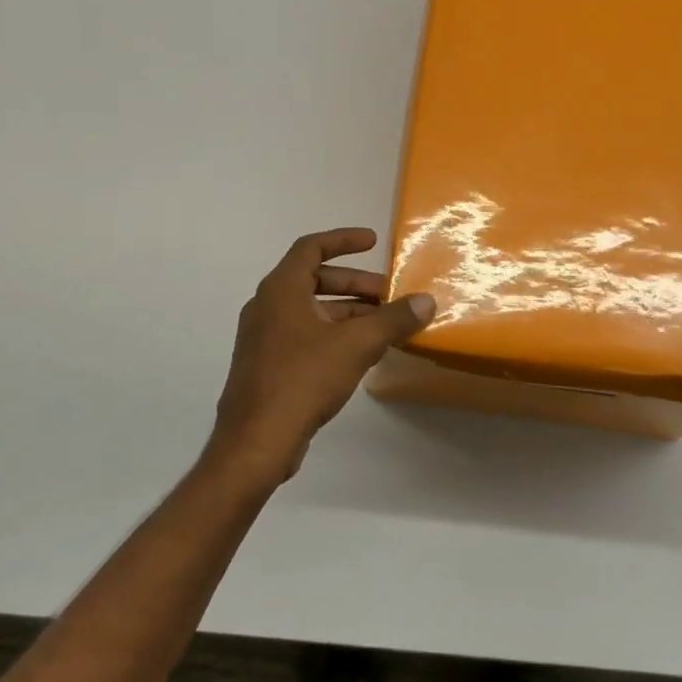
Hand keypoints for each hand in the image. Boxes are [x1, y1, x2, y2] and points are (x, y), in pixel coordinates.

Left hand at [208, 228, 435, 487]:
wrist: (256, 442)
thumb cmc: (302, 380)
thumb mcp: (356, 346)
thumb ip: (392, 320)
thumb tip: (426, 301)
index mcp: (281, 289)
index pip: (312, 247)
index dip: (344, 240)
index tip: (374, 242)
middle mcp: (267, 306)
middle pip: (314, 279)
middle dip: (355, 284)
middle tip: (389, 295)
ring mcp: (264, 337)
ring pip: (311, 310)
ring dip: (348, 312)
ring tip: (385, 326)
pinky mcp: (267, 365)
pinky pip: (305, 335)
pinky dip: (334, 334)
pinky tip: (361, 354)